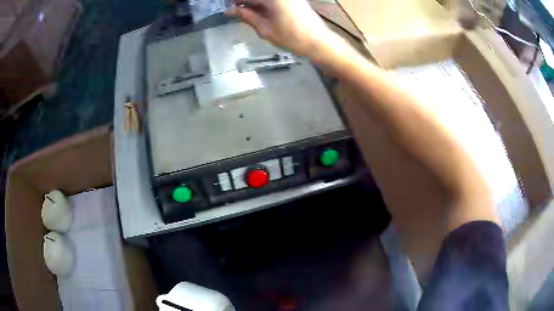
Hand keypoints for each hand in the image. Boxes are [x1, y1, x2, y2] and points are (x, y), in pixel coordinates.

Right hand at [225, 0, 332, 56]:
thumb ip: (247, 16)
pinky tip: (258, 10)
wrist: (319, 42)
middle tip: (234, 10)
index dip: (235, 1)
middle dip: (244, 2)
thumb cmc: (292, 38)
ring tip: (245, 12)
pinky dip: (263, 4)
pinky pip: (273, 0)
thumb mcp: (265, 29)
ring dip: (254, 3)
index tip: (226, 7)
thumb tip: (229, 11)